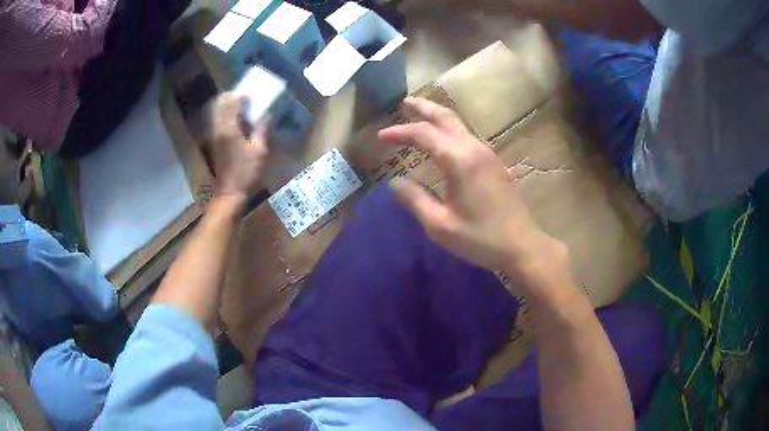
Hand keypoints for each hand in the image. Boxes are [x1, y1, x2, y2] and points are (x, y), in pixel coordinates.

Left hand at [204, 94, 269, 200]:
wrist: (229, 193)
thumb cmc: (246, 172)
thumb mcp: (260, 151)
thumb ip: (262, 130)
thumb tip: (267, 115)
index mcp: (229, 129)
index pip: (231, 103)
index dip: (241, 96)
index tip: (251, 95)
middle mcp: (218, 129)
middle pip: (220, 105)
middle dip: (231, 98)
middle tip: (243, 98)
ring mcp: (214, 136)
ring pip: (216, 112)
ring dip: (226, 106)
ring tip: (238, 107)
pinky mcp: (213, 143)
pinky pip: (216, 122)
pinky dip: (223, 116)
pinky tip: (233, 121)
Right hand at [378, 97, 569, 297]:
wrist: (521, 245)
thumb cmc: (480, 238)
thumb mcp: (440, 225)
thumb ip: (415, 200)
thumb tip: (394, 183)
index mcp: (459, 160)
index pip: (423, 134)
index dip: (400, 132)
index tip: (380, 136)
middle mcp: (474, 148)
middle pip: (445, 117)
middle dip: (423, 107)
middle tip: (404, 102)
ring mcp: (487, 153)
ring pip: (458, 124)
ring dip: (437, 117)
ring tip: (418, 115)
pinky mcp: (493, 162)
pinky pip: (466, 136)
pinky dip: (449, 129)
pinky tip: (441, 139)